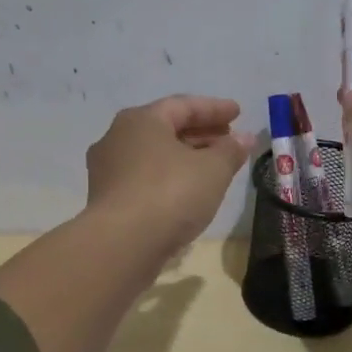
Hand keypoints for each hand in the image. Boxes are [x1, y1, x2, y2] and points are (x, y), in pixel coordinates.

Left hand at [85, 95, 253, 251]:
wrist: (121, 245)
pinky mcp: (107, 200)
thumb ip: (230, 151)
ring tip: (214, 168)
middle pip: (166, 129)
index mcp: (141, 120)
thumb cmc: (170, 194)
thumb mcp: (212, 170)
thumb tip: (244, 139)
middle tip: (229, 140)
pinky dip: (170, 178)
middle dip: (201, 133)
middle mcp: (117, 138)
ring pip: (155, 156)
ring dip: (186, 158)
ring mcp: (108, 170)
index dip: (214, 108)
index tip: (238, 113)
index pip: (182, 106)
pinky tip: (189, 192)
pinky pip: (145, 179)